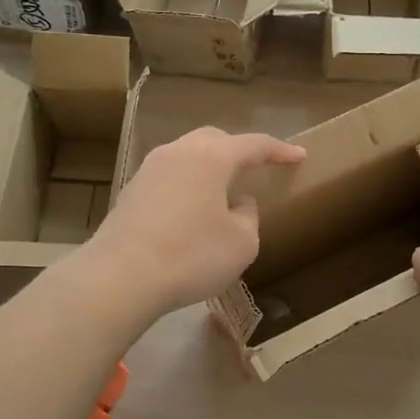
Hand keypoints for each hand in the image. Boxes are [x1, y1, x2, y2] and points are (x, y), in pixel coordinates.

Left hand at [86, 127, 305, 317]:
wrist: (120, 277)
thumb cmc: (192, 256)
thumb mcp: (242, 243)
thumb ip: (248, 216)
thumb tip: (237, 204)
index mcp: (212, 156)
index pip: (255, 144)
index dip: (280, 151)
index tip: (299, 156)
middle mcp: (178, 151)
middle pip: (215, 141)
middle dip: (239, 152)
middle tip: (256, 170)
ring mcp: (149, 169)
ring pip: (188, 158)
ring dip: (210, 171)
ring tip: (223, 195)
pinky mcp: (130, 192)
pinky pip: (169, 178)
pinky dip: (188, 187)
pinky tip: (191, 214)